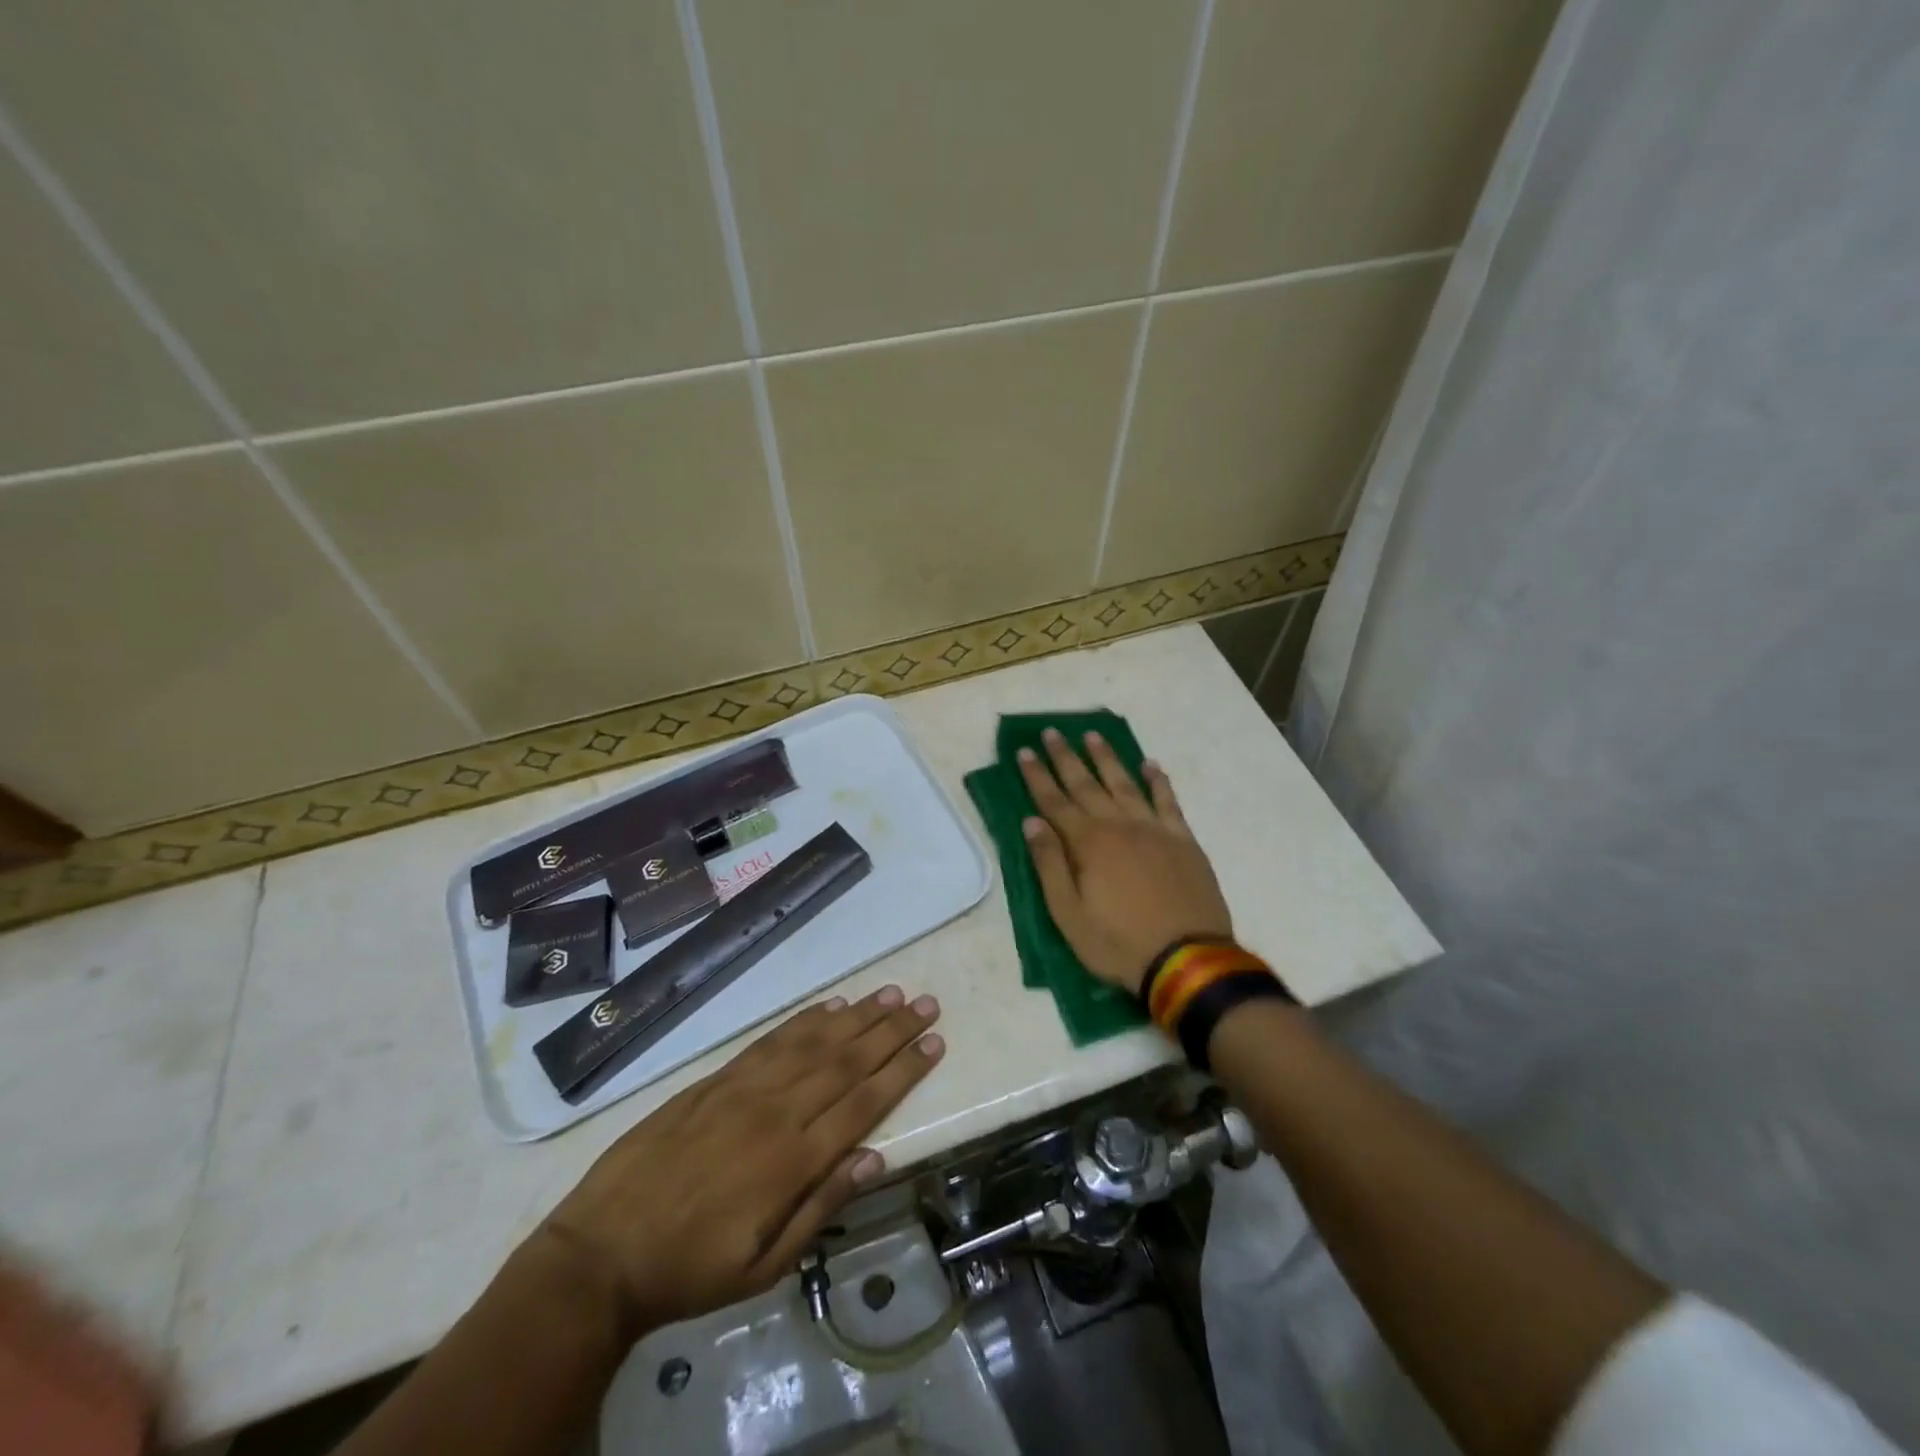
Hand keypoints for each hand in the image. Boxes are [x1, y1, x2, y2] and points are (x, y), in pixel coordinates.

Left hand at [535, 985, 943, 1333]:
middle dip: (891, 1031)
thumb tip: (875, 1158)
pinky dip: (805, 1019)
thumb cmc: (688, 1270)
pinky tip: (830, 1005)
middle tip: (926, 1003)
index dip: (903, 1070)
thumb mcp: (761, 1269)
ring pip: (813, 1041)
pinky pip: (771, 1040)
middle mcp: (775, 1112)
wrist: (599, 1252)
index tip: (934, 1042)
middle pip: (846, 1061)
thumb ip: (820, 1209)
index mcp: (791, 1160)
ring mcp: (743, 1088)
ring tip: (890, 994)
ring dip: (857, 1016)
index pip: (863, 1102)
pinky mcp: (716, 1079)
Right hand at [1018, 729, 1231, 995]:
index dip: (1037, 776)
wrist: (1187, 959)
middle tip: (1052, 731)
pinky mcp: (1183, 840)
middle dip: (1066, 758)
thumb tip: (1031, 822)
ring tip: (1092, 735)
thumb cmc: (1118, 943)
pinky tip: (1150, 765)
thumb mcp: (1068, 914)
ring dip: (1107, 758)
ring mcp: (1154, 829)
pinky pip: (1168, 801)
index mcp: (1088, 844)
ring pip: (1125, 784)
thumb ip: (1050, 864)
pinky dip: (1158, 781)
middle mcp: (1119, 825)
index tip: (1025, 750)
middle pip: (1086, 784)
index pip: (1054, 802)